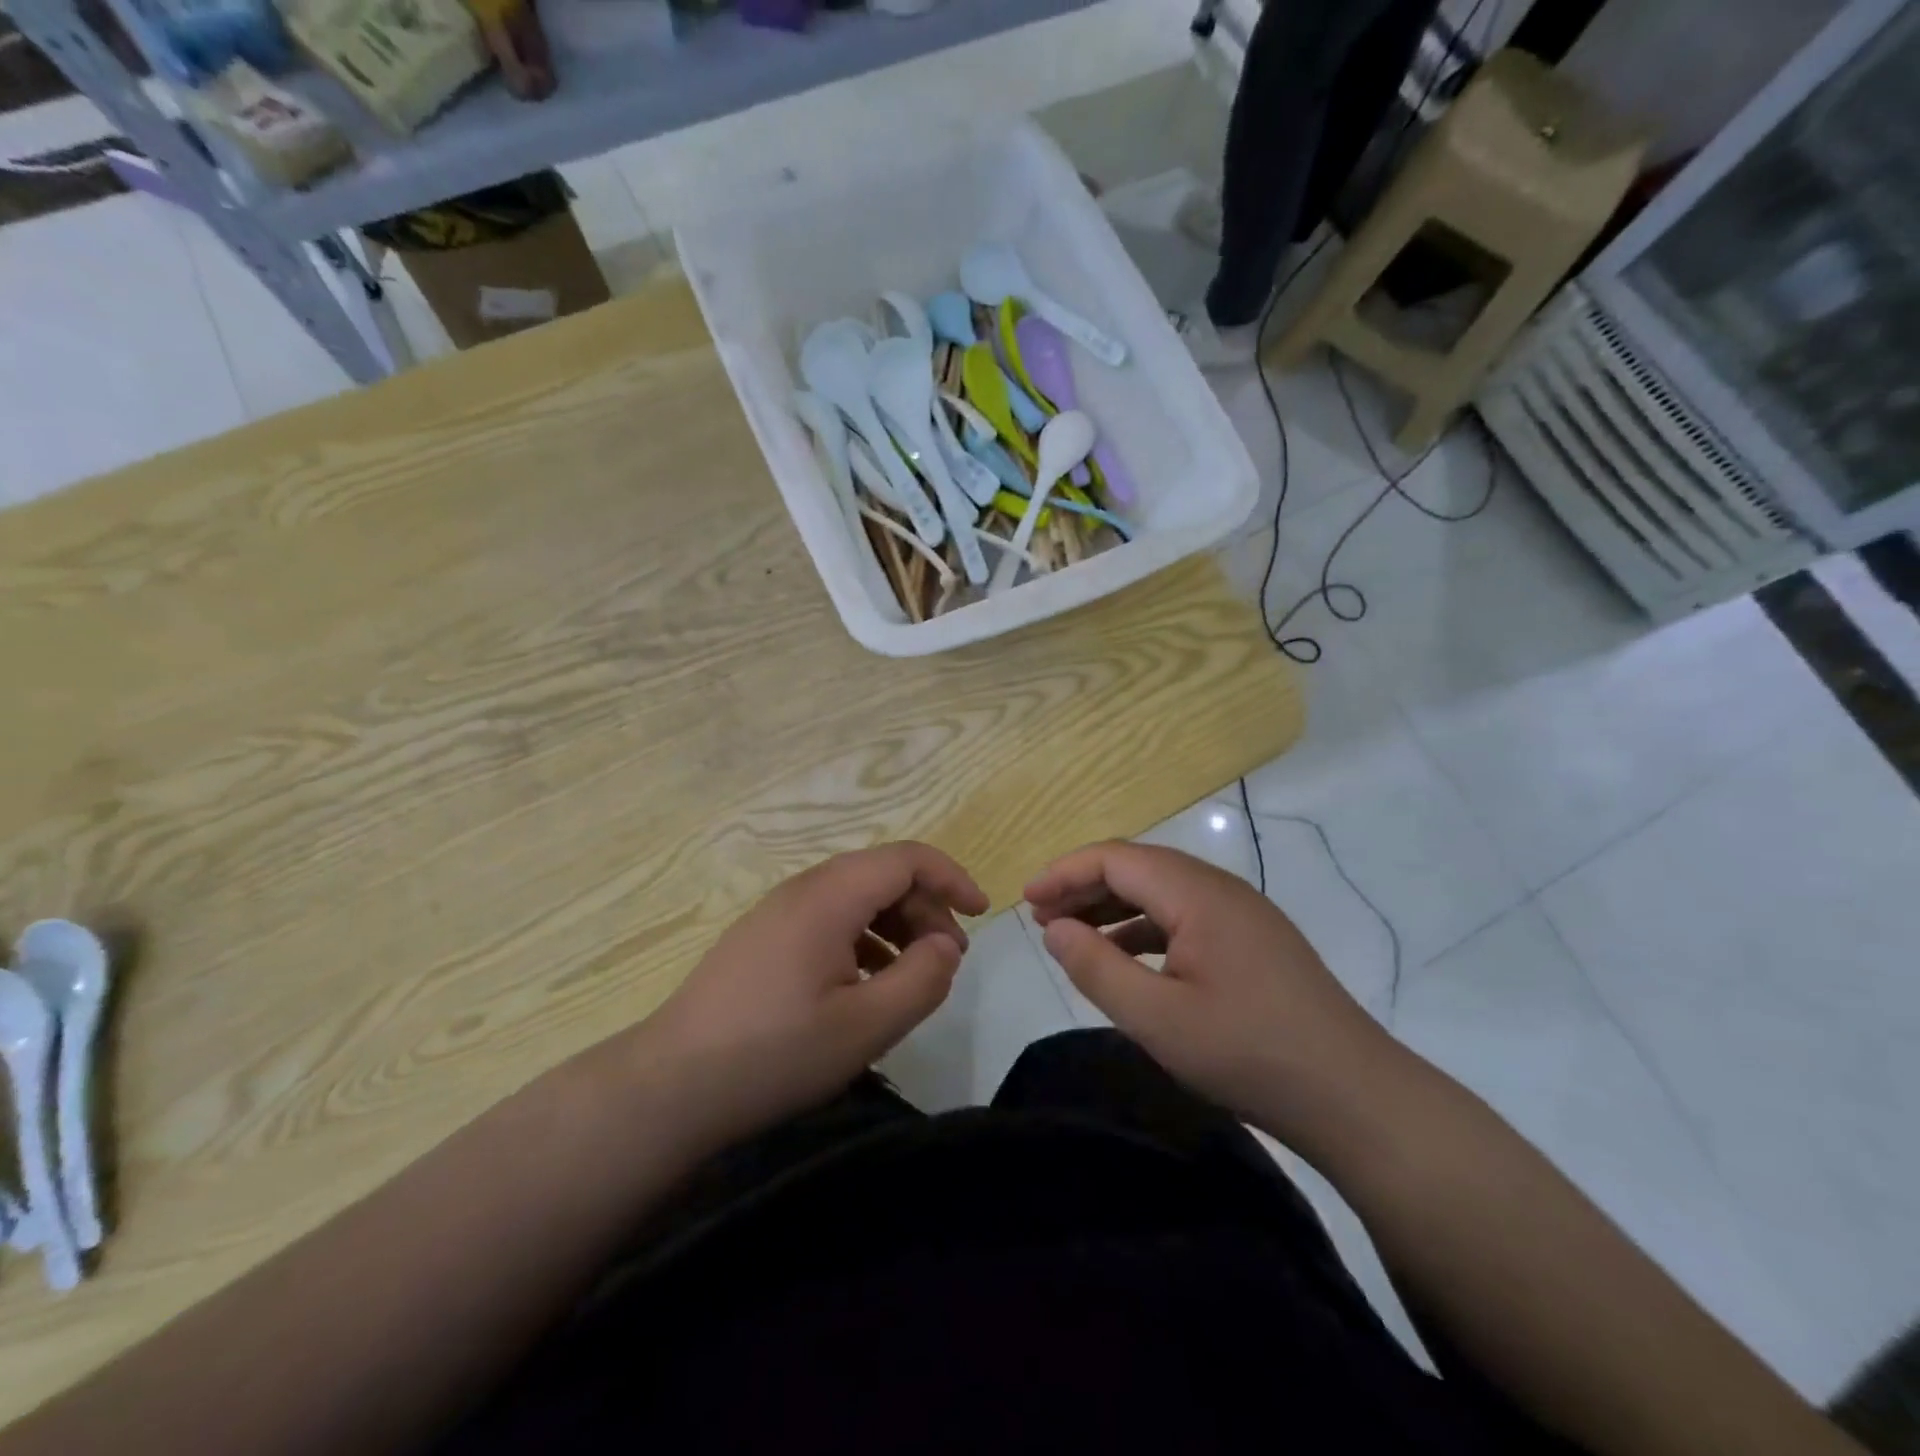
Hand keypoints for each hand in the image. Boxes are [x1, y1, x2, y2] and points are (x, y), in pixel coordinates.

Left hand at [633, 842, 987, 1149]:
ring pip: (854, 897)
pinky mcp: (761, 939)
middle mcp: (802, 890)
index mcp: (829, 897)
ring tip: (912, 974)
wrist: (669, 1087)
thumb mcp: (866, 1026)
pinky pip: (827, 920)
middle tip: (947, 959)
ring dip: (895, 924)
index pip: (906, 858)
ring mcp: (776, 913)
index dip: (951, 877)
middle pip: (881, 874)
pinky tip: (865, 985)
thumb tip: (945, 945)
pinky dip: (862, 939)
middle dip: (925, 907)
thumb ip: (922, 979)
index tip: (981, 914)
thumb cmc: (774, 1054)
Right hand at [1025, 841, 1402, 1150]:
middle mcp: (1220, 889)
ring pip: (1161, 891)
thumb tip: (1053, 928)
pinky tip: (1126, 959)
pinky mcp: (1253, 941)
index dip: (1064, 872)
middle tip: (1041, 918)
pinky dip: (1144, 928)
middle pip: (1138, 867)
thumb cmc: (1248, 1053)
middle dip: (1084, 886)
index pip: (1116, 858)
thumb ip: (1096, 967)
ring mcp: (1242, 913)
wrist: (1354, 1097)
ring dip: (1113, 907)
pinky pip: (1185, 916)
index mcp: (1197, 893)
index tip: (1025, 900)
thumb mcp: (1156, 1018)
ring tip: (1073, 935)